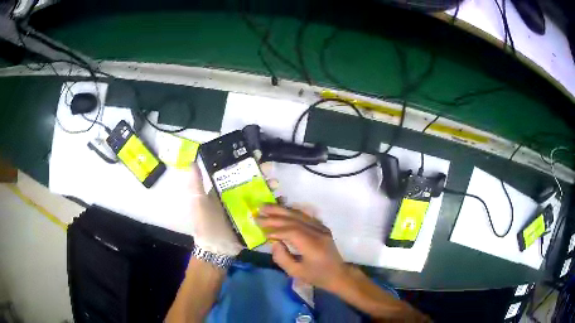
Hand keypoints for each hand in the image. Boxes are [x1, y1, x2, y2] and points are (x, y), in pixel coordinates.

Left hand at [188, 162, 279, 256]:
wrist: (216, 249)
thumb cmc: (206, 224)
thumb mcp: (199, 202)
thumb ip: (196, 183)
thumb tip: (192, 161)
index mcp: (224, 191)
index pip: (237, 173)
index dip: (247, 163)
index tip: (256, 154)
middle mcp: (237, 198)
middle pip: (252, 183)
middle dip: (262, 175)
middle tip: (270, 169)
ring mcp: (247, 209)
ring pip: (261, 195)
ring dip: (270, 188)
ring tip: (276, 186)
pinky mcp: (256, 221)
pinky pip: (267, 211)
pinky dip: (276, 206)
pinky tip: (282, 201)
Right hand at [257, 205, 347, 291]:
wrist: (338, 274)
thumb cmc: (317, 276)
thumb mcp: (297, 273)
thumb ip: (282, 258)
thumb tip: (274, 243)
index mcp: (313, 246)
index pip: (292, 232)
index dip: (275, 230)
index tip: (261, 230)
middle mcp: (318, 233)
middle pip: (294, 220)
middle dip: (274, 216)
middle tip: (257, 214)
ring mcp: (321, 228)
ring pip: (299, 214)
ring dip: (281, 210)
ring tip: (264, 207)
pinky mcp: (321, 226)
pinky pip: (304, 215)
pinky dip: (290, 212)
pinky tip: (280, 209)